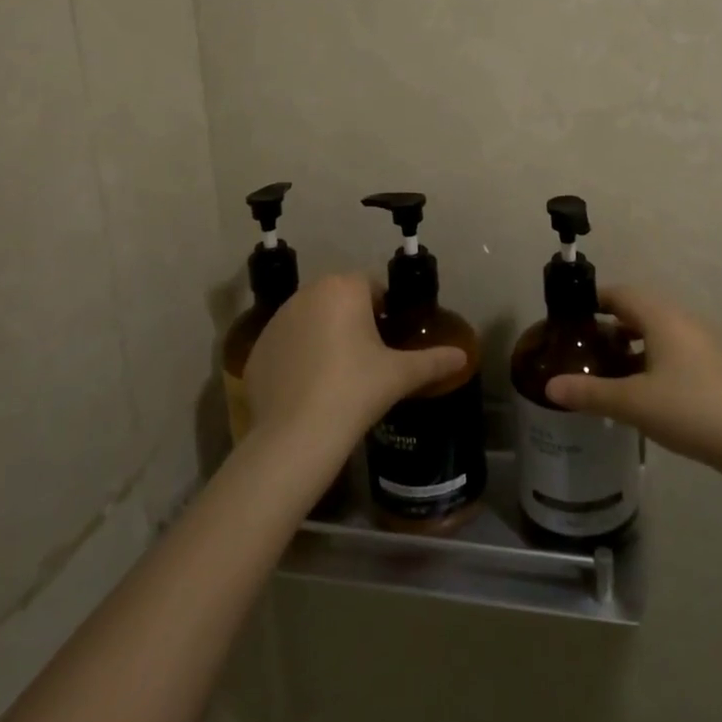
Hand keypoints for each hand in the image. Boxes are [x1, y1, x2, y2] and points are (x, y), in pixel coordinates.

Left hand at [245, 274, 466, 457]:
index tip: (390, 340)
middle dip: (354, 320)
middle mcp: (308, 293)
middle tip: (368, 358)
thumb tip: (463, 356)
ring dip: (325, 334)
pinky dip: (299, 356)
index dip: (385, 310)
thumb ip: (433, 361)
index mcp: (344, 288)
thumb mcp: (399, 375)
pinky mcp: (258, 347)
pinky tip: (309, 388)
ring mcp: (278, 319)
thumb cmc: (355, 391)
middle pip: (340, 298)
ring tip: (338, 375)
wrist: (295, 436)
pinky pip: (287, 343)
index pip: (372, 285)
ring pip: (312, 318)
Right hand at [545, 288, 721, 467]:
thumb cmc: (689, 409)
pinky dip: (652, 358)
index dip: (594, 300)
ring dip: (632, 343)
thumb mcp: (633, 403)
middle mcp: (682, 320)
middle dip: (610, 324)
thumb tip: (550, 386)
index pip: (621, 293)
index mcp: (661, 317)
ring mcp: (702, 342)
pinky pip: (674, 349)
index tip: (571, 318)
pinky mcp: (714, 365)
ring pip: (657, 331)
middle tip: (584, 347)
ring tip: (609, 369)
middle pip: (639, 310)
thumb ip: (590, 392)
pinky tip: (644, 389)